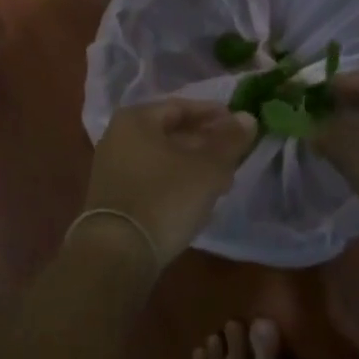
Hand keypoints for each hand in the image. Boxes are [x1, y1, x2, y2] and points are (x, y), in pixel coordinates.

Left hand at [82, 99, 256, 263]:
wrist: (118, 252)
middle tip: (235, 153)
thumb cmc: (165, 198)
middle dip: (205, 142)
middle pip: (170, 132)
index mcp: (136, 119)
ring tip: (224, 179)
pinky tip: (198, 197)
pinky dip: (176, 181)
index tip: (239, 125)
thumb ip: (230, 140)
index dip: (214, 115)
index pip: (181, 107)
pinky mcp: (113, 195)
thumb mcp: (207, 168)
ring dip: (193, 164)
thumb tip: (247, 118)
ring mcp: (112, 167)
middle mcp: (118, 136)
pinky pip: (151, 177)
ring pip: (162, 157)